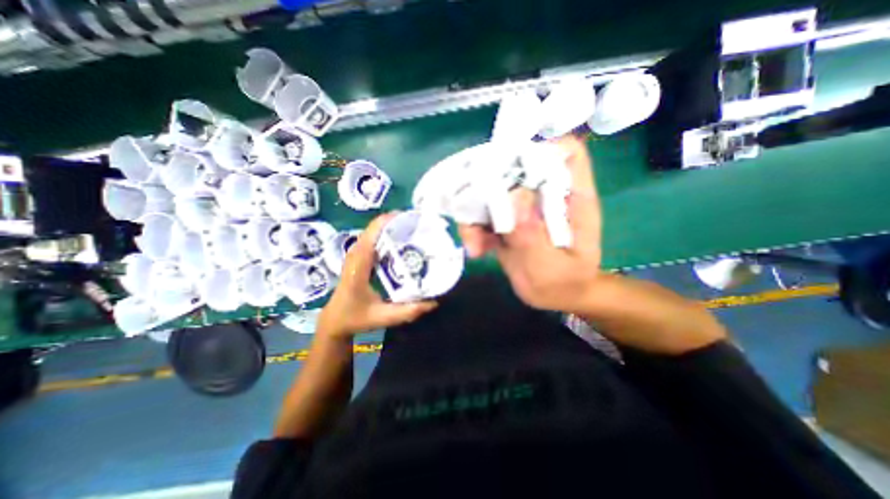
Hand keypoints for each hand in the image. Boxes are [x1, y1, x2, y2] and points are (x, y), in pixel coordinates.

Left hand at [319, 212, 438, 337]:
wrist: (334, 320)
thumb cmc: (355, 318)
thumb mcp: (382, 317)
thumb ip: (407, 311)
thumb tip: (433, 302)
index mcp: (358, 266)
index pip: (371, 235)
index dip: (387, 222)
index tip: (408, 217)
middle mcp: (355, 255)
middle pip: (373, 229)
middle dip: (395, 222)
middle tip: (418, 224)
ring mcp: (355, 255)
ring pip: (373, 232)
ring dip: (391, 227)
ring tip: (412, 228)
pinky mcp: (358, 257)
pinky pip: (373, 239)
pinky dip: (386, 235)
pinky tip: (400, 240)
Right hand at [462, 131, 601, 311]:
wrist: (557, 297)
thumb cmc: (565, 284)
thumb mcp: (551, 268)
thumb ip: (533, 236)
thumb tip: (514, 196)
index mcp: (571, 198)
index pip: (566, 154)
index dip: (541, 148)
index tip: (510, 164)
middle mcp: (545, 196)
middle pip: (517, 168)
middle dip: (489, 185)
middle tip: (473, 213)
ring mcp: (524, 208)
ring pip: (493, 192)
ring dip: (475, 214)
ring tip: (474, 244)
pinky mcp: (508, 221)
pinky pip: (485, 215)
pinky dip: (474, 229)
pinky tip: (476, 250)